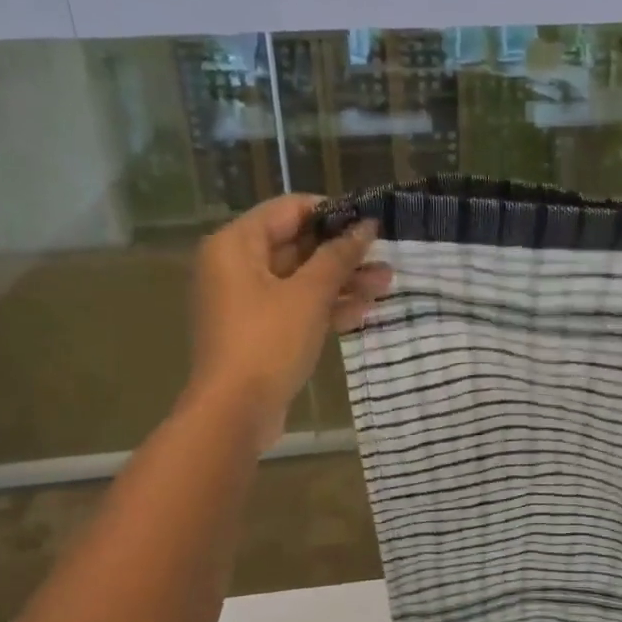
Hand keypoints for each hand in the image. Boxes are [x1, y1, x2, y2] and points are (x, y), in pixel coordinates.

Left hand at [187, 196, 389, 447]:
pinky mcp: (259, 331)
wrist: (235, 411)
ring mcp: (247, 302)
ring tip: (386, 286)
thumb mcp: (309, 295)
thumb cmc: (269, 342)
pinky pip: (295, 308)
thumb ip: (338, 257)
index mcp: (236, 244)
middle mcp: (236, 266)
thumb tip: (366, 226)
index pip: (289, 210)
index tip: (370, 223)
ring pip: (300, 281)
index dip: (332, 214)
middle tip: (385, 259)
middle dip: (343, 254)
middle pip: (296, 246)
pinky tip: (362, 313)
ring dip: (341, 283)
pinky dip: (325, 308)